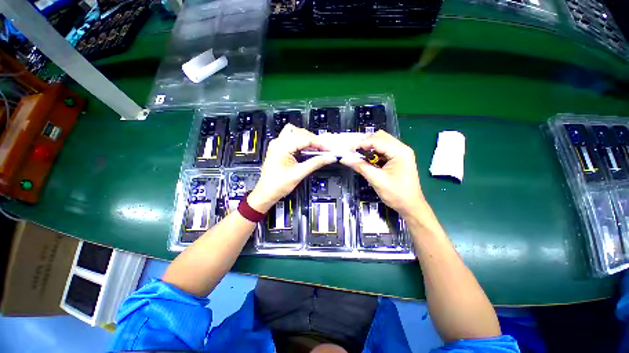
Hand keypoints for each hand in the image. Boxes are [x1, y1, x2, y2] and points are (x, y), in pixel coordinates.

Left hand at [248, 124, 335, 212]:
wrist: (266, 193)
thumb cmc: (277, 185)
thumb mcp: (299, 174)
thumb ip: (315, 163)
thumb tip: (329, 158)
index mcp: (281, 147)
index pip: (305, 139)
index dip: (319, 144)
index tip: (329, 150)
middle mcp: (278, 142)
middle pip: (300, 132)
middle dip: (314, 140)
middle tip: (324, 150)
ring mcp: (277, 144)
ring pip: (296, 133)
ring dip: (307, 139)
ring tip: (317, 148)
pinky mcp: (279, 148)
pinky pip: (292, 139)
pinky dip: (302, 142)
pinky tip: (308, 149)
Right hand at [340, 130, 424, 217]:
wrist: (411, 206)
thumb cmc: (396, 194)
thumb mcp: (376, 180)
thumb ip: (360, 167)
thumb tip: (344, 159)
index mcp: (399, 151)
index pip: (376, 141)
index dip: (360, 144)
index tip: (347, 150)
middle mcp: (401, 148)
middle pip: (380, 137)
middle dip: (365, 142)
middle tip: (352, 150)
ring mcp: (401, 153)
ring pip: (381, 142)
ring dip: (368, 146)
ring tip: (357, 153)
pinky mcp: (398, 158)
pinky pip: (383, 150)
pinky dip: (373, 152)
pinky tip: (366, 158)